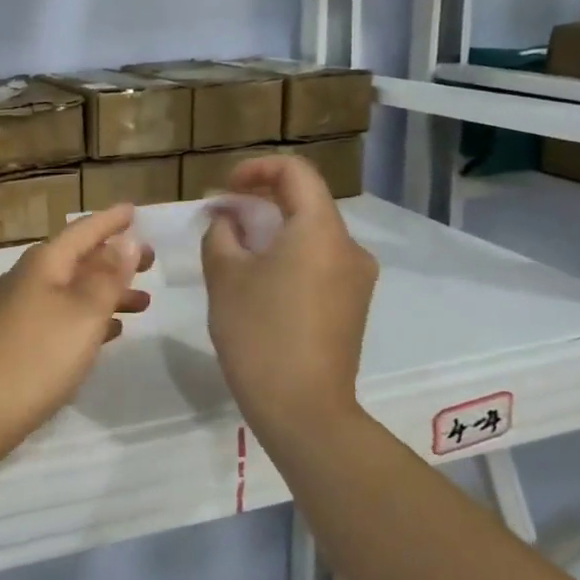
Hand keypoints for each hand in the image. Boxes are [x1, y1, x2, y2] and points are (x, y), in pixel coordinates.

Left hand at [0, 206, 153, 463]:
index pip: (83, 231)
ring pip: (72, 291)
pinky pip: (61, 318)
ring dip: (106, 293)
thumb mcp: (82, 314)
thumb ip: (107, 277)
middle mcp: (28, 280)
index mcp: (43, 265)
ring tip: (143, 303)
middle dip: (114, 258)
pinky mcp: (15, 343)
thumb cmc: (35, 357)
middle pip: (77, 260)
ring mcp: (18, 312)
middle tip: (152, 261)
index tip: (135, 210)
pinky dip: (88, 319)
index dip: (111, 221)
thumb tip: (126, 240)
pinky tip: (110, 333)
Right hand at [201, 155, 377, 431]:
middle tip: (222, 223)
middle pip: (305, 203)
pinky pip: (320, 262)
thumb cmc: (259, 333)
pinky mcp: (354, 305)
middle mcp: (349, 247)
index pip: (295, 172)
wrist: (304, 410)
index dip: (256, 169)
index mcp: (321, 230)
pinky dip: (290, 257)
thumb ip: (222, 233)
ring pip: (312, 234)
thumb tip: (228, 219)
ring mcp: (357, 279)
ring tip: (235, 256)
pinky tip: (261, 285)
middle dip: (260, 203)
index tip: (225, 191)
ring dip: (273, 232)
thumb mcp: (225, 276)